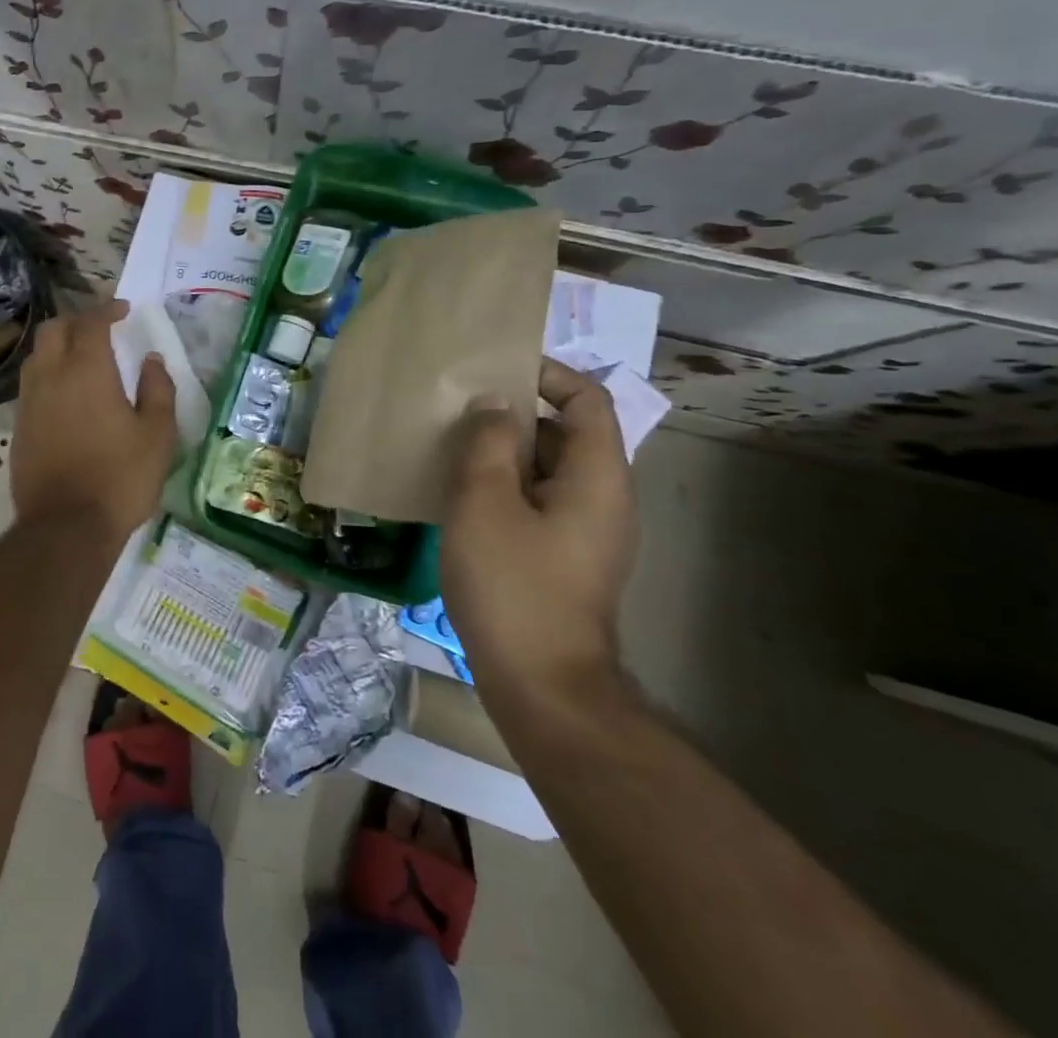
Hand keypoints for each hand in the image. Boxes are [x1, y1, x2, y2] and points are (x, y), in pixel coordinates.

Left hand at [11, 300, 175, 548]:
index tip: (123, 310)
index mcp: (86, 371)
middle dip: (77, 320)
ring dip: (58, 346)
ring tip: (81, 358)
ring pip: (37, 356)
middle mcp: (50, 376)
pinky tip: (65, 395)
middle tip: (100, 329)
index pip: (91, 323)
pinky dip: (48, 375)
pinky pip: (31, 385)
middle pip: (54, 330)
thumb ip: (158, 390)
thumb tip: (152, 361)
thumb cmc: (120, 478)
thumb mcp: (157, 436)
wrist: (65, 528)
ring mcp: (29, 402)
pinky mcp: (18, 428)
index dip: (107, 310)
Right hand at [440, 358, 637, 708]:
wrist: (543, 685)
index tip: (495, 371)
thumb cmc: (513, 585)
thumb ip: (487, 443)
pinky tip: (463, 500)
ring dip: (505, 455)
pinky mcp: (568, 560)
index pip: (588, 400)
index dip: (547, 375)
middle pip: (567, 434)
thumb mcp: (485, 502)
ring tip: (452, 451)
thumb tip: (494, 405)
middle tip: (460, 413)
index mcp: (597, 476)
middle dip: (515, 416)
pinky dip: (508, 488)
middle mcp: (605, 498)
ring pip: (549, 471)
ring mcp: (589, 533)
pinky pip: (541, 503)